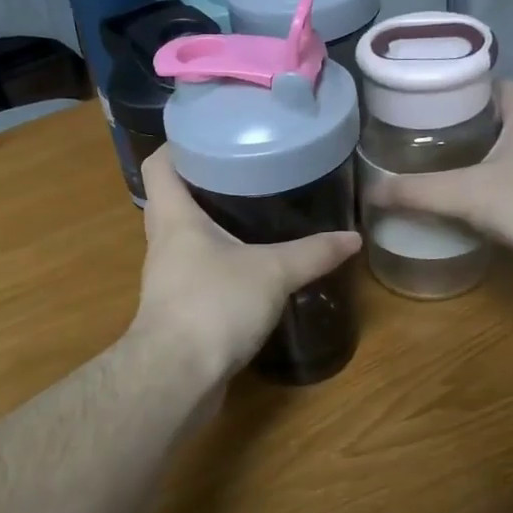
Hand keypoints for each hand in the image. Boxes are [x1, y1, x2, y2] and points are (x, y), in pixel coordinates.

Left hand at [132, 145, 360, 385]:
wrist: (176, 377)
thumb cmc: (214, 305)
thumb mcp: (272, 272)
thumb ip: (313, 253)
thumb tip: (353, 237)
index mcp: (174, 217)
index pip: (159, 164)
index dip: (179, 145)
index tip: (212, 135)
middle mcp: (163, 241)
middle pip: (172, 198)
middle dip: (202, 182)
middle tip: (244, 169)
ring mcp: (166, 277)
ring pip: (183, 236)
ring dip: (209, 224)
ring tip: (250, 211)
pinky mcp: (177, 307)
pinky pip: (194, 270)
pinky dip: (216, 261)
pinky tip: (247, 266)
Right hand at [365, 80, 512, 304]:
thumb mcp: (466, 194)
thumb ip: (416, 193)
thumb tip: (370, 194)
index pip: (502, 84)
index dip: (470, 87)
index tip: (435, 101)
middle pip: (503, 121)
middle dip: (467, 129)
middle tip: (426, 140)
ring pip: (512, 157)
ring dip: (481, 164)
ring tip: (439, 174)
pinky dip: (496, 196)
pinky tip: (469, 212)